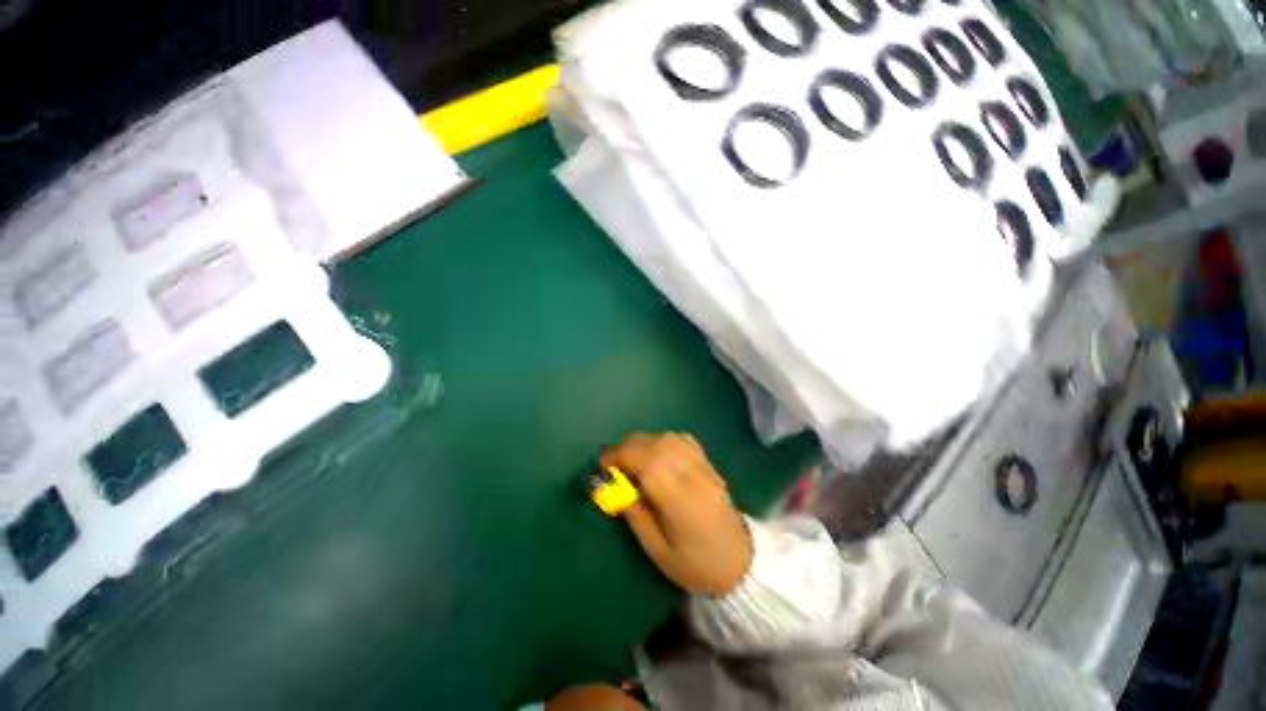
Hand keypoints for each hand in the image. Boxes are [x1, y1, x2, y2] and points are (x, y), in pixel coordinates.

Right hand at [601, 433, 751, 596]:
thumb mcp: (656, 549)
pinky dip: (663, 440)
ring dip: (644, 442)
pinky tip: (657, 454)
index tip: (603, 463)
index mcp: (680, 501)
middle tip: (613, 463)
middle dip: (628, 447)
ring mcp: (703, 466)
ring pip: (669, 438)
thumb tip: (612, 486)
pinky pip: (682, 440)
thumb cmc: (694, 564)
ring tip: (632, 459)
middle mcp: (692, 476)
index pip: (647, 463)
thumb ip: (634, 513)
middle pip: (657, 445)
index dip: (621, 456)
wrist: (739, 562)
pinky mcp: (709, 463)